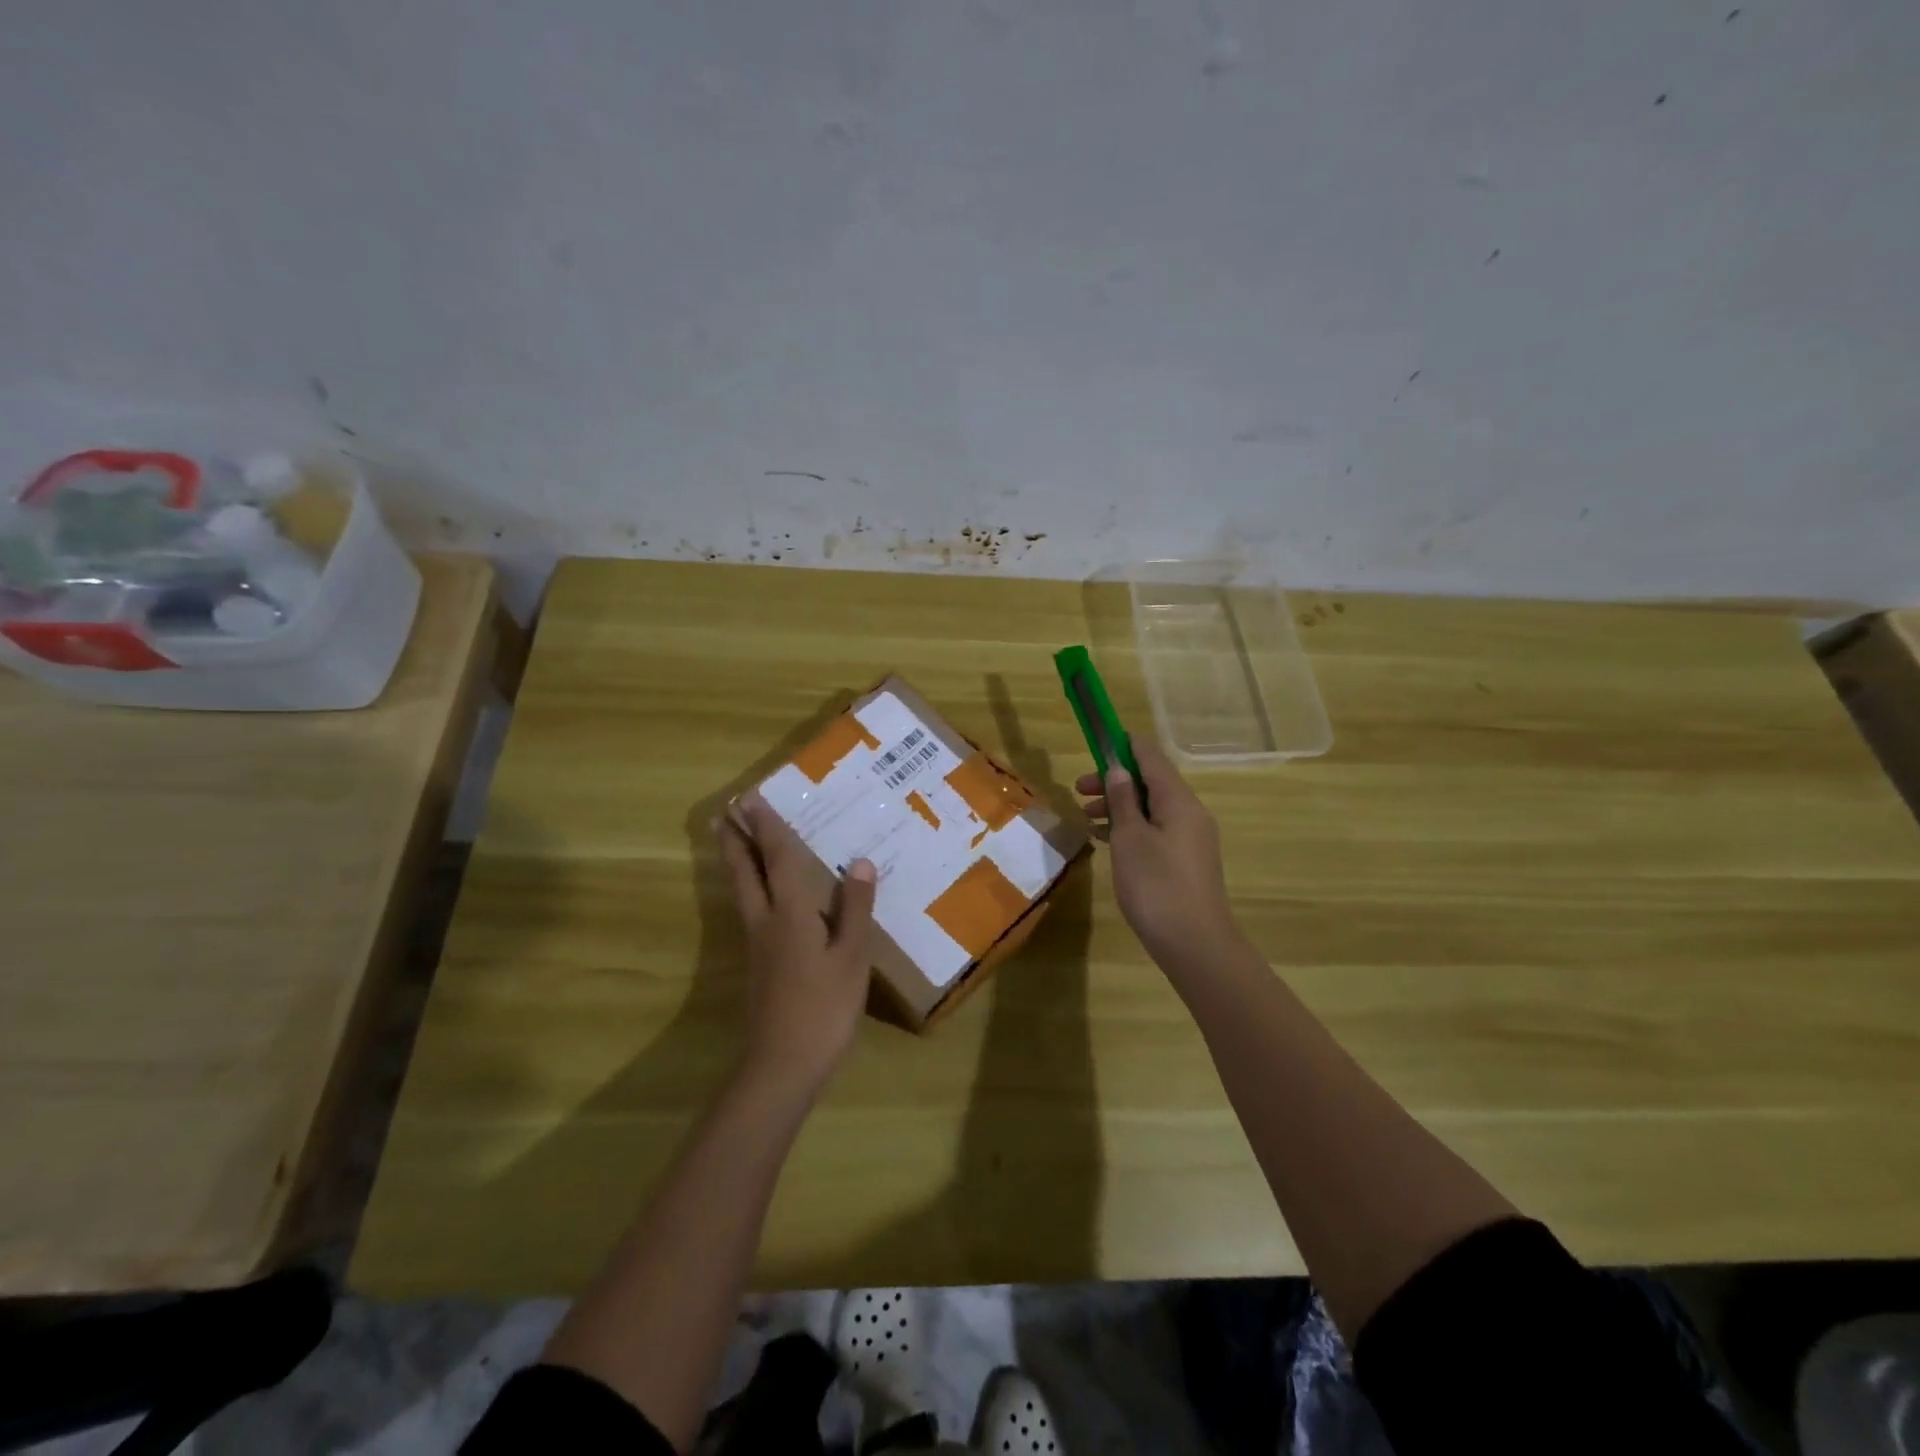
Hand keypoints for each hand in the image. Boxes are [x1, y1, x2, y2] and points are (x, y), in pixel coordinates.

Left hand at [719, 800, 877, 1097]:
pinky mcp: (758, 967)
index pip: (776, 860)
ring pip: (742, 892)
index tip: (751, 799)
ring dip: (737, 863)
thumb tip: (858, 861)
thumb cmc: (823, 1007)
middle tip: (726, 813)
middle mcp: (766, 922)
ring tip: (735, 842)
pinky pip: (751, 912)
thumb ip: (854, 909)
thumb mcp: (851, 957)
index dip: (767, 829)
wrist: (782, 1066)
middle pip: (744, 873)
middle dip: (736, 841)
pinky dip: (750, 889)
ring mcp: (757, 946)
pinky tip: (763, 898)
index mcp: (790, 914)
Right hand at [1077, 740, 1244, 974]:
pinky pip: (1156, 830)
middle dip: (1115, 780)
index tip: (1097, 742)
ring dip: (1120, 806)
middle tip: (1080, 789)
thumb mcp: (1130, 838)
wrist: (1194, 944)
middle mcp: (1190, 813)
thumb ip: (1123, 800)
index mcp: (1179, 801)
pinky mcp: (1185, 861)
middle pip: (1151, 782)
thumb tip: (1117, 769)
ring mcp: (1190, 838)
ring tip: (1086, 816)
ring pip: (1152, 808)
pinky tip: (1106, 839)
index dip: (1125, 746)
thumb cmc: (1156, 885)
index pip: (1152, 757)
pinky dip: (1131, 827)